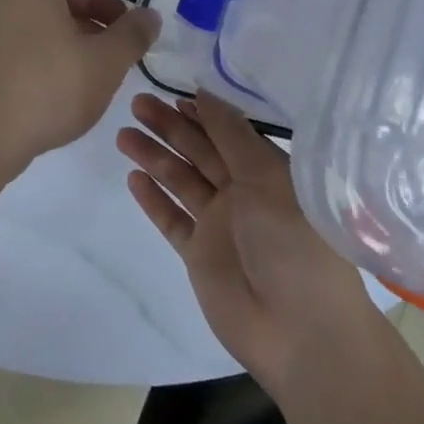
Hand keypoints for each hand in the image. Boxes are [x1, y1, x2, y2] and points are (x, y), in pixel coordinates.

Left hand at [0, 0, 161, 188]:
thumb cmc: (46, 87)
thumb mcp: (104, 61)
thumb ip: (133, 33)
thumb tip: (148, 16)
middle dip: (99, 0)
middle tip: (128, 31)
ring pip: (43, 4)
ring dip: (79, 21)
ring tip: (108, 58)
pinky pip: (25, 25)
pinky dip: (54, 35)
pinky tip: (75, 71)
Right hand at [118, 92, 380, 393]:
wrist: (299, 331)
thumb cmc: (293, 243)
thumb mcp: (268, 178)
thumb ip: (233, 135)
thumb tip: (205, 92)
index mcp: (268, 173)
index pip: (228, 133)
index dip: (201, 113)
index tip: (171, 92)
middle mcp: (243, 194)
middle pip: (199, 152)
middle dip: (169, 127)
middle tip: (137, 103)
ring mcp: (220, 225)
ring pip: (180, 181)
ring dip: (154, 156)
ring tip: (123, 134)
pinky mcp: (200, 255)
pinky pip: (172, 219)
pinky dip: (153, 199)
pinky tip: (133, 178)